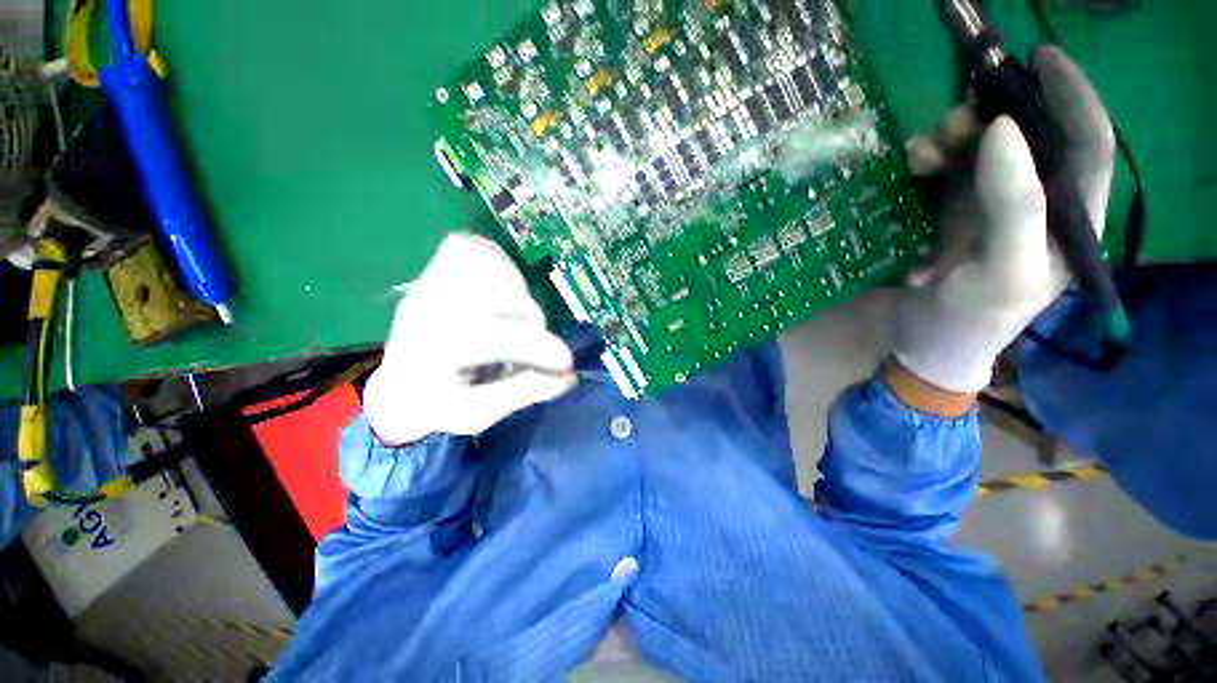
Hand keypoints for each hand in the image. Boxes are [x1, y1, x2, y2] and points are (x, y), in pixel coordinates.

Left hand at [362, 234, 574, 445]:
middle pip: (498, 298)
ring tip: (514, 322)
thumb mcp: (478, 413)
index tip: (565, 363)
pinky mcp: (436, 265)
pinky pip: (478, 250)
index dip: (537, 347)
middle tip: (533, 346)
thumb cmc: (441, 402)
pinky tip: (502, 296)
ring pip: (490, 269)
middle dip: (531, 324)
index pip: (491, 338)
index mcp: (429, 352)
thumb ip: (521, 393)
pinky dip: (501, 269)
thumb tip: (567, 377)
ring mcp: (429, 279)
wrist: (401, 382)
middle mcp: (424, 308)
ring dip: (518, 297)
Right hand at [893, 46, 1114, 394]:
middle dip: (995, 116)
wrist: (927, 345)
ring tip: (921, 149)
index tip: (1041, 58)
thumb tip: (1001, 129)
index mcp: (1067, 219)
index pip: (1087, 144)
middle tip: (956, 116)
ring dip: (953, 139)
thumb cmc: (972, 318)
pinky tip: (911, 167)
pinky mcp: (954, 214)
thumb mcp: (1002, 269)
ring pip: (982, 151)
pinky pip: (946, 172)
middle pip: (1029, 140)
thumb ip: (1013, 202)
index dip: (1072, 97)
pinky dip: (929, 161)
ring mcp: (992, 207)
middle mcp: (1036, 204)